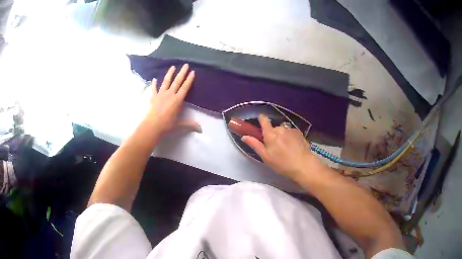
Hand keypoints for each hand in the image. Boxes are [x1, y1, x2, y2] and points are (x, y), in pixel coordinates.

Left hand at [146, 64, 200, 134]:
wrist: (152, 126)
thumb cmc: (167, 125)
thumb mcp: (179, 124)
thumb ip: (190, 124)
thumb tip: (201, 129)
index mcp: (177, 100)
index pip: (185, 87)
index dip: (189, 80)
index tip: (192, 72)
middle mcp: (170, 94)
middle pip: (177, 81)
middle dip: (182, 73)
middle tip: (185, 65)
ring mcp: (161, 94)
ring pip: (166, 82)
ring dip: (170, 74)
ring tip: (173, 67)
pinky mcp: (153, 97)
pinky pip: (154, 89)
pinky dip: (154, 84)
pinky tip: (154, 79)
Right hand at [242, 114, 320, 180]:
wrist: (304, 165)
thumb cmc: (282, 164)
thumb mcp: (266, 157)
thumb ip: (255, 145)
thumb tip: (244, 136)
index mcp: (270, 134)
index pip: (264, 120)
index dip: (261, 119)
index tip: (260, 123)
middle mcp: (280, 128)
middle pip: (273, 129)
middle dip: (273, 135)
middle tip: (275, 148)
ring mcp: (291, 130)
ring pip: (283, 131)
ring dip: (282, 137)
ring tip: (286, 150)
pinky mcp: (299, 133)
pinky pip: (291, 133)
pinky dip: (290, 138)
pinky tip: (293, 148)